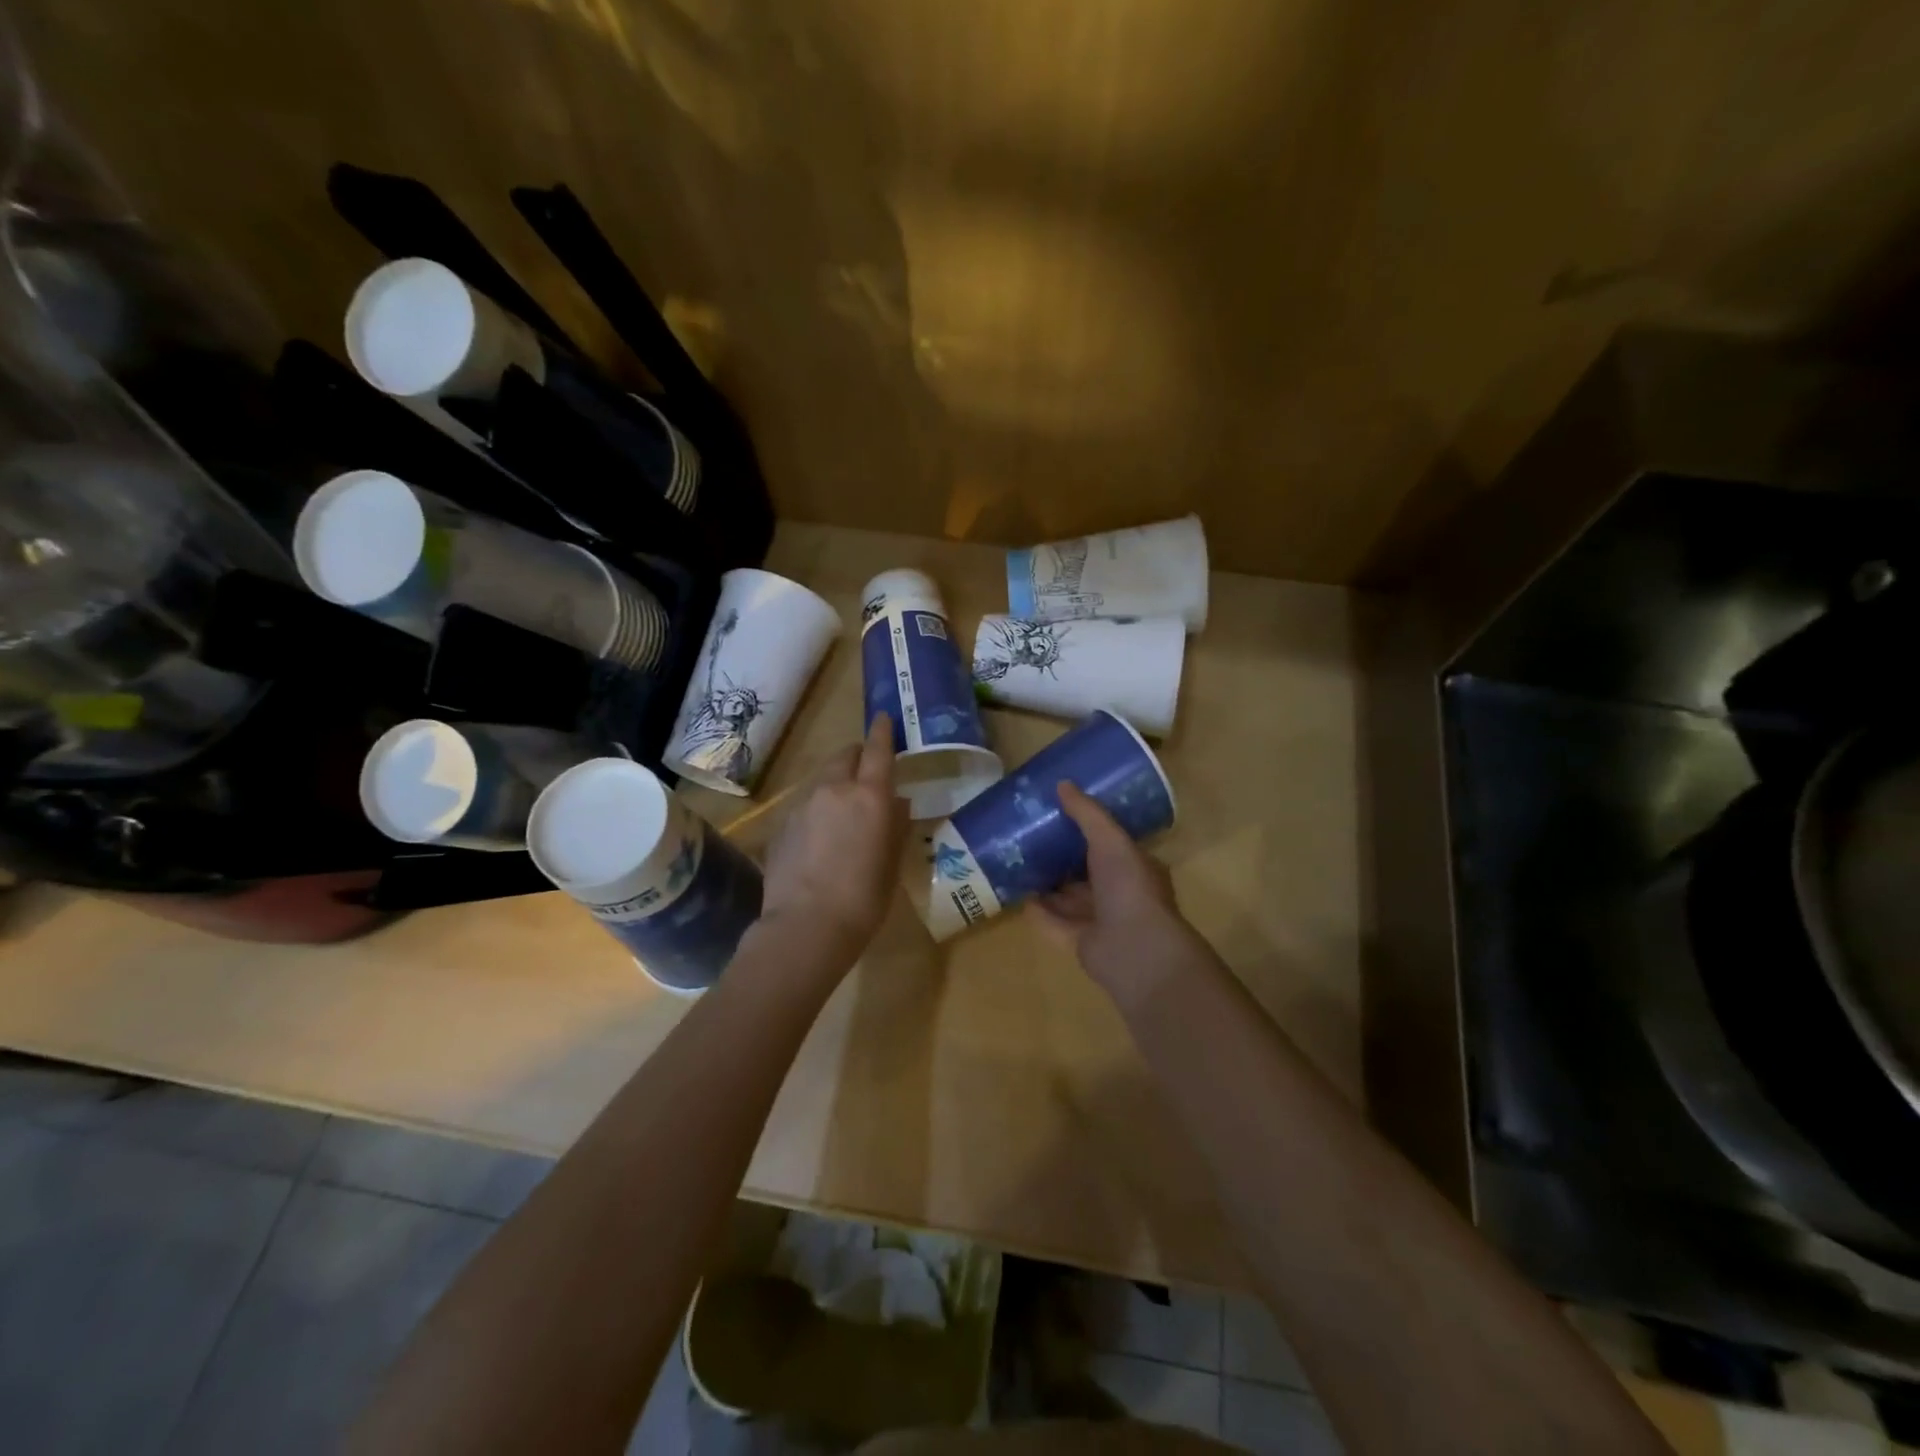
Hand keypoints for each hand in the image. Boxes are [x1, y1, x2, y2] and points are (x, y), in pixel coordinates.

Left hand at [759, 713, 907, 964]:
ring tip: (844, 810)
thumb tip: (897, 803)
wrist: (805, 926)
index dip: (883, 732)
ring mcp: (802, 805)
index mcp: (869, 796)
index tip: (884, 718)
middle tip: (868, 772)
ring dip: (836, 783)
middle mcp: (834, 790)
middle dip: (858, 757)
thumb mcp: (892, 862)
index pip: (878, 750)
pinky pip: (805, 804)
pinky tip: (821, 837)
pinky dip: (817, 808)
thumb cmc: (864, 897)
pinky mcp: (781, 824)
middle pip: (845, 756)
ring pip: (823, 779)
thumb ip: (896, 825)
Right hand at [1036, 782, 1205, 1003]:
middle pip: (1088, 873)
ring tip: (1020, 864)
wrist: (1132, 948)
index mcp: (1136, 868)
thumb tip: (1062, 784)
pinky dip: (1039, 912)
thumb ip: (1086, 814)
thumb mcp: (1110, 840)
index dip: (1089, 831)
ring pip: (1071, 899)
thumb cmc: (1128, 887)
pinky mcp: (1082, 943)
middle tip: (1033, 837)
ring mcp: (1101, 922)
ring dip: (1050, 885)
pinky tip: (1019, 896)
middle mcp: (1121, 894)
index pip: (1112, 846)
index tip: (1062, 815)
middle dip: (1064, 858)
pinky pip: (1055, 924)